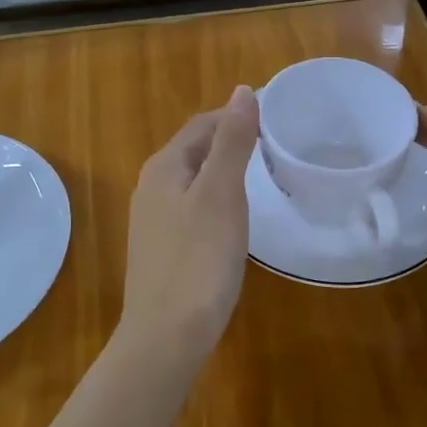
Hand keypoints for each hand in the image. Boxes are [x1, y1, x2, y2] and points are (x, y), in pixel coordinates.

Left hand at [120, 86, 260, 358]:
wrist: (166, 335)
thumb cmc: (198, 259)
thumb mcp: (221, 193)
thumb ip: (232, 141)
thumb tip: (242, 91)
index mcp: (164, 167)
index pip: (202, 124)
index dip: (235, 116)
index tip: (275, 118)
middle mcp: (151, 187)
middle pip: (195, 149)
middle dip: (230, 141)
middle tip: (274, 145)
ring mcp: (153, 220)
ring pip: (194, 180)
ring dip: (224, 171)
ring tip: (262, 175)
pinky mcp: (162, 248)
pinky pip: (193, 208)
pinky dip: (217, 200)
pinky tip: (235, 217)